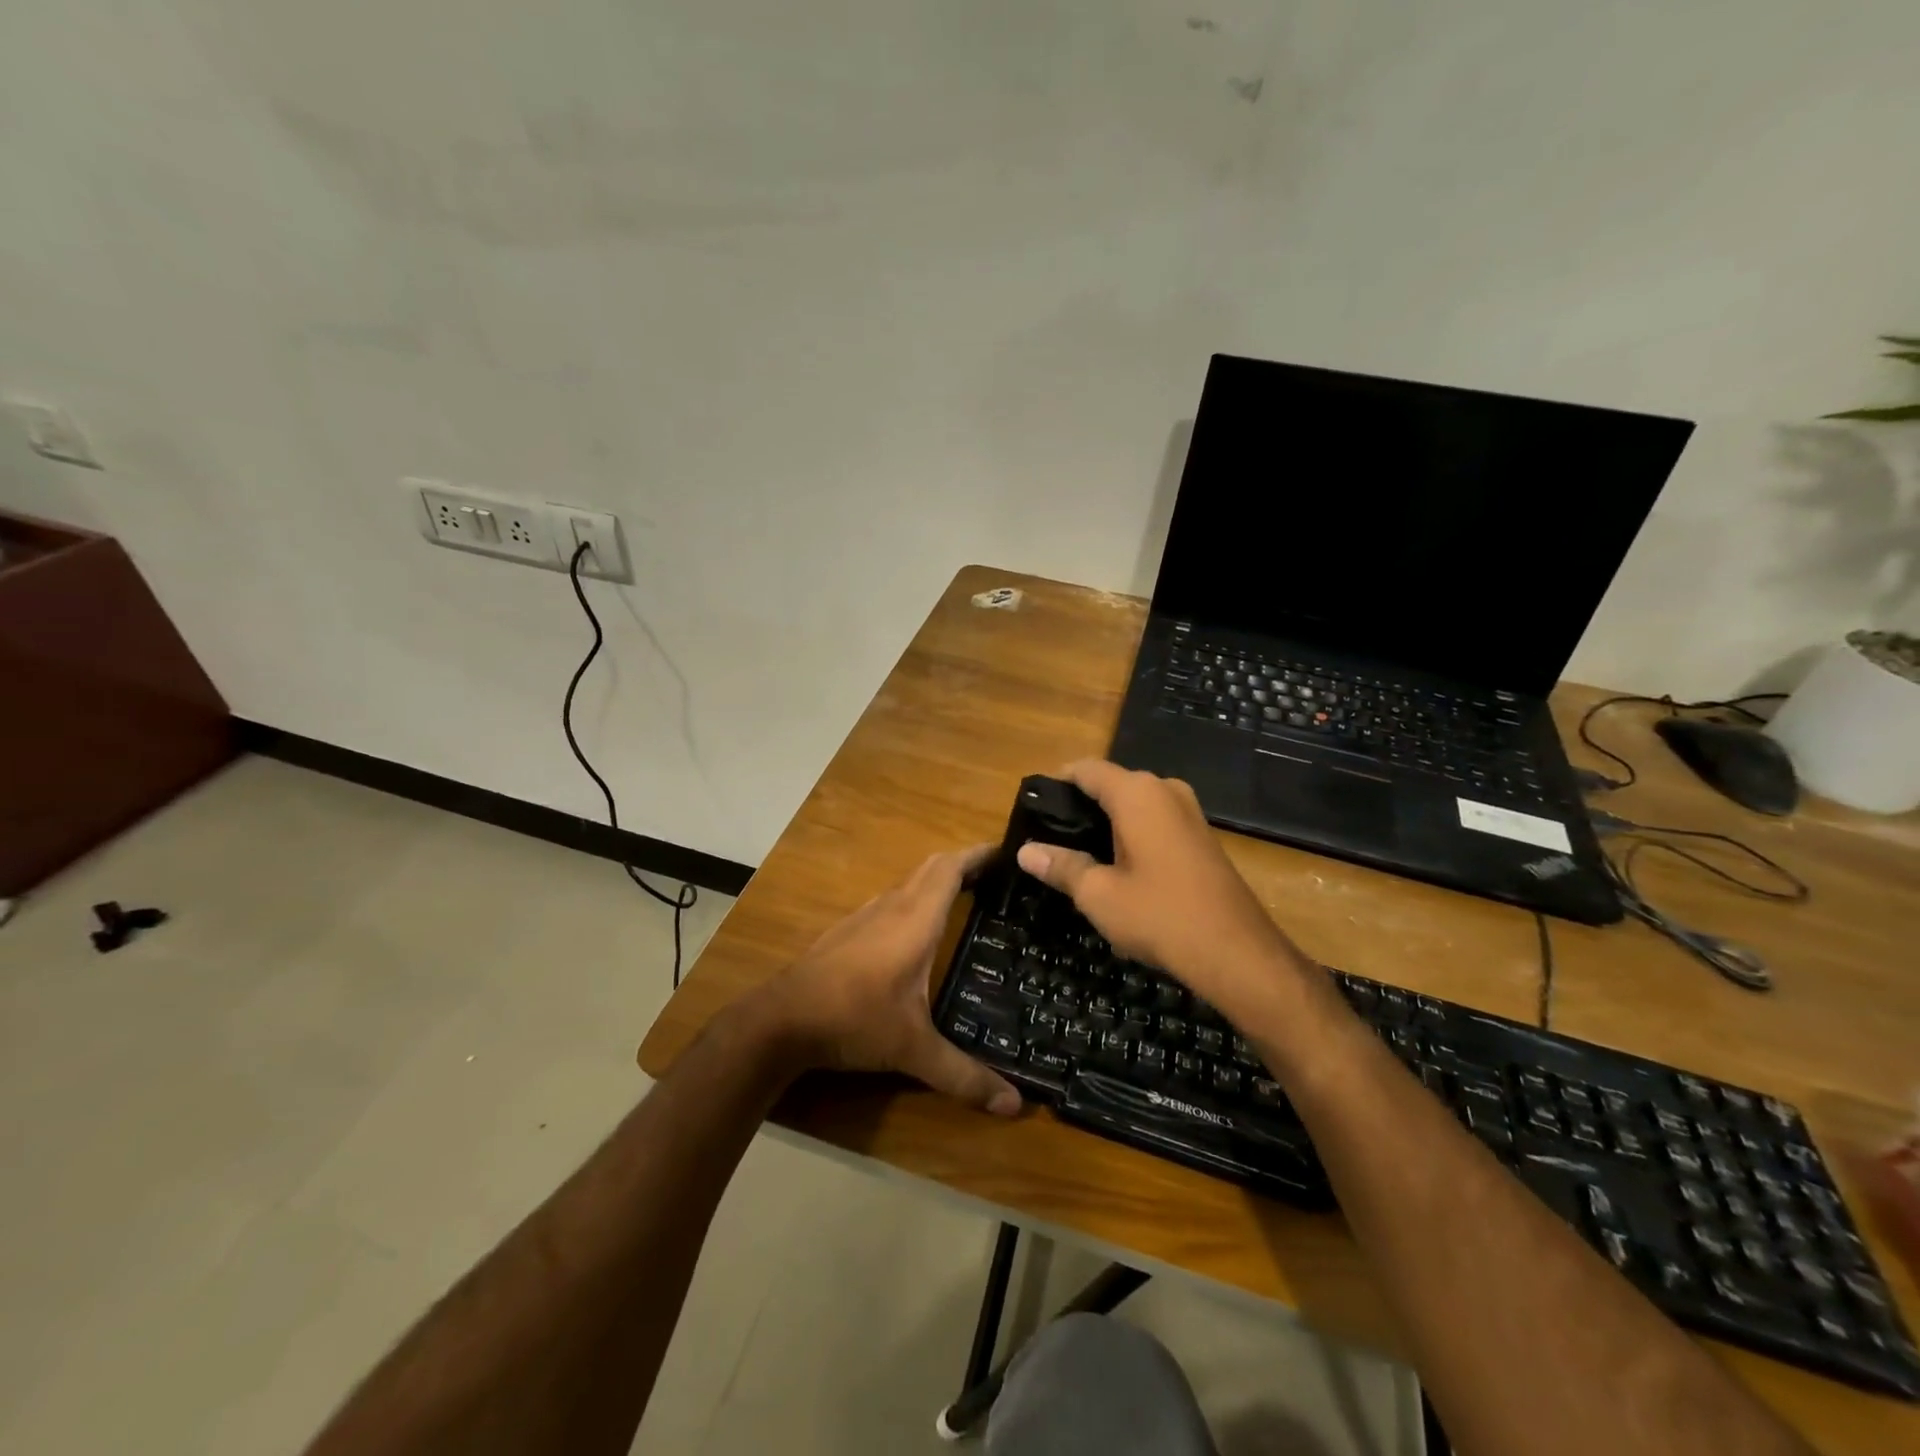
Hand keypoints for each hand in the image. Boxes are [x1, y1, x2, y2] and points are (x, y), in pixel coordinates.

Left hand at [751, 845, 1021, 1115]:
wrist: (781, 1019)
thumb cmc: (854, 1018)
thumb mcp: (913, 1049)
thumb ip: (963, 1075)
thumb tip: (1014, 1105)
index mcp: (915, 918)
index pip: (951, 868)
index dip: (979, 854)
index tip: (1009, 852)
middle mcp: (892, 906)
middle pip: (932, 867)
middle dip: (964, 864)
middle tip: (998, 879)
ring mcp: (865, 915)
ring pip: (909, 883)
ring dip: (937, 883)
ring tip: (967, 901)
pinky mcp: (847, 930)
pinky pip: (891, 902)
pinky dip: (915, 902)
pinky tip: (918, 934)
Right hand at [1014, 760, 1317, 1024]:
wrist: (1238, 953)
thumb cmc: (1160, 915)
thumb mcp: (1098, 894)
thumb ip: (1061, 866)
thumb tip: (1026, 852)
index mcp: (1137, 793)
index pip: (1086, 769)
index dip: (1057, 782)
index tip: (1034, 806)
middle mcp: (1165, 790)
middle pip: (1111, 784)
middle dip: (1080, 805)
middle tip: (1050, 837)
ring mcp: (1189, 812)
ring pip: (1135, 804)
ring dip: (1107, 822)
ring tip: (1078, 854)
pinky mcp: (1202, 836)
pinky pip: (1156, 821)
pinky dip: (1132, 833)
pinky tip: (1118, 866)